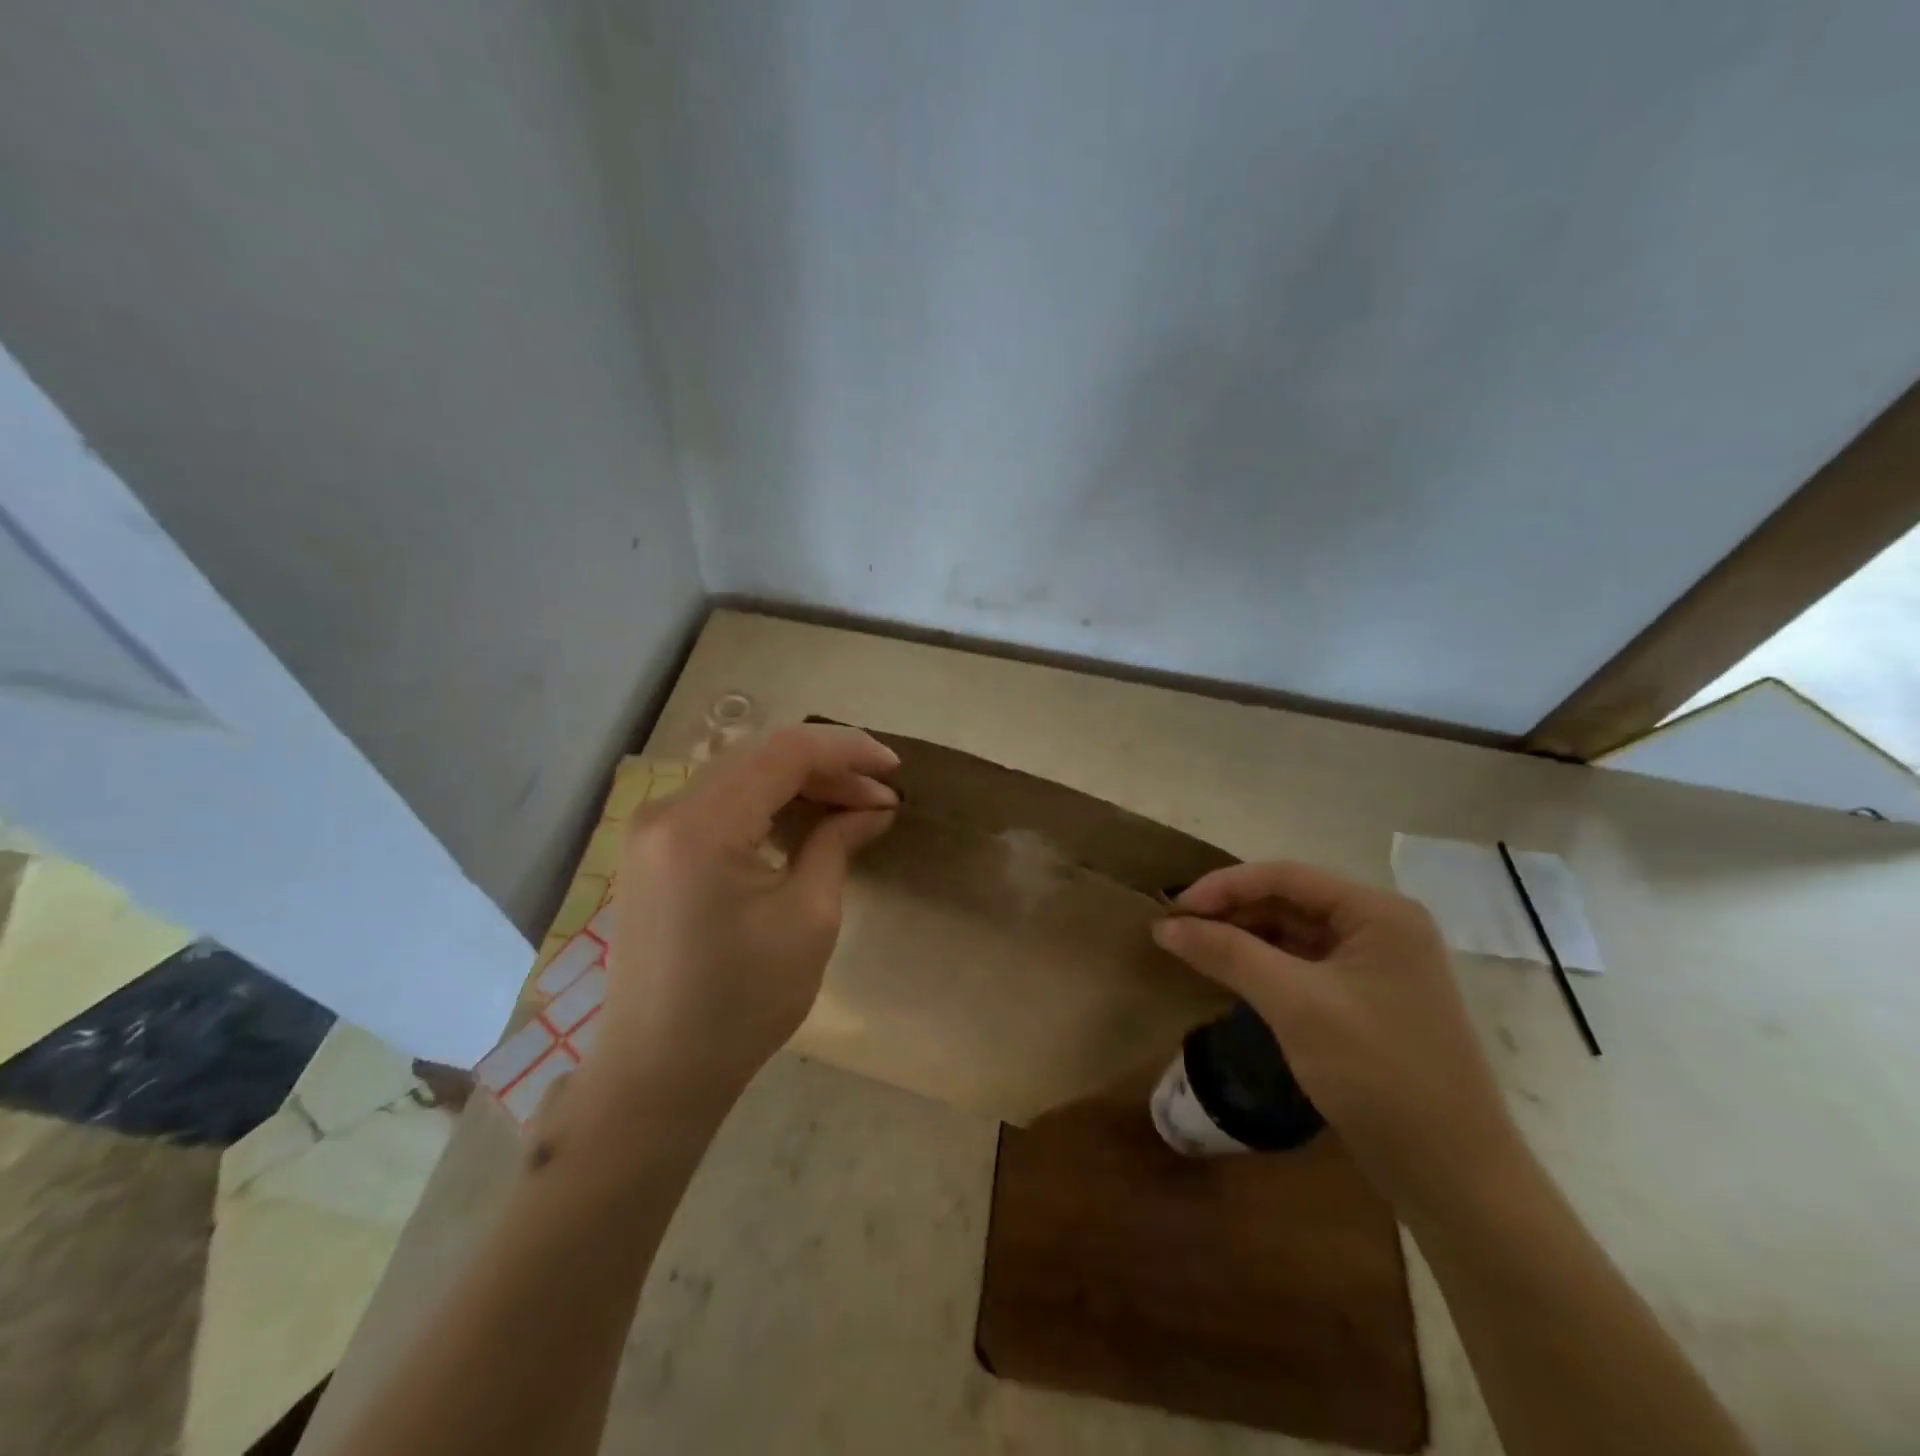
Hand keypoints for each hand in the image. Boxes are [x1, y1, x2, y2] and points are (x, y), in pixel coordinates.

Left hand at [580, 724, 898, 1117]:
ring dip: (800, 784)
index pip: (784, 753)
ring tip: (855, 806)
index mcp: (700, 825)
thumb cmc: (742, 1003)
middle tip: (881, 796)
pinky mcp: (654, 849)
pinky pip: (721, 803)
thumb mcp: (808, 918)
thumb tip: (875, 806)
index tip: (895, 770)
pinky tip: (807, 821)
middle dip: (828, 768)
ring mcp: (653, 829)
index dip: (847, 751)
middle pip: (761, 758)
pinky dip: (768, 804)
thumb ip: (838, 843)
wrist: (659, 1072)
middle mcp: (666, 810)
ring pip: (741, 776)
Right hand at [1153, 861, 1524, 1215]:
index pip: (1286, 876)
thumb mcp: (1294, 1003)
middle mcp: (1382, 928)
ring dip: (1244, 938)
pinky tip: (1231, 975)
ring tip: (1194, 949)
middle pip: (1290, 901)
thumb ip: (1227, 953)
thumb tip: (1164, 925)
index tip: (1173, 908)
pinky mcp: (1368, 1002)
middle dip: (1232, 912)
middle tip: (1177, 930)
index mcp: (1378, 912)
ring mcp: (1378, 967)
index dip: (1224, 885)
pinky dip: (1265, 966)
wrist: (1452, 1175)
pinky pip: (1305, 966)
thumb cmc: (1376, 1071)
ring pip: (1295, 934)